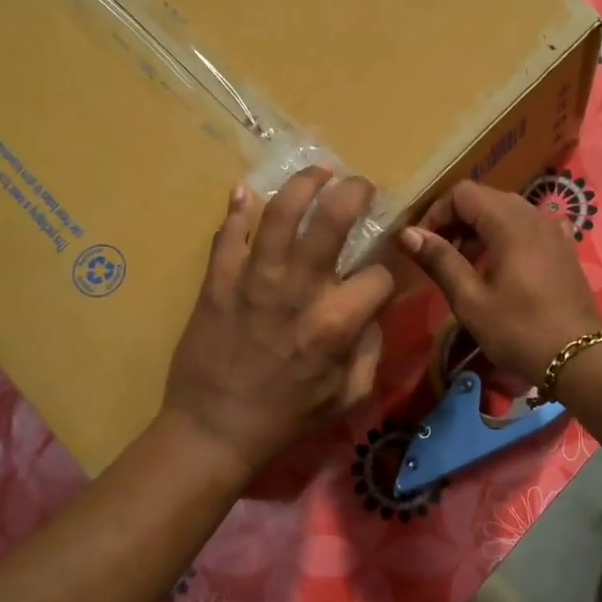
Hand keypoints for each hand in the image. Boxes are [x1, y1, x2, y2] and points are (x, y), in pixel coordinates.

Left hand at [162, 167, 394, 477]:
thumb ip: (371, 347)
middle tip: (360, 185)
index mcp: (336, 322)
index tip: (380, 275)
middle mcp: (299, 289)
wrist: (214, 428)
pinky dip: (238, 208)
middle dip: (355, 192)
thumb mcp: (349, 395)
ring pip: (281, 212)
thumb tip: (372, 308)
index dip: (388, 273)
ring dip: (304, 183)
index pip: (379, 275)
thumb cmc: (287, 417)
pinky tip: (247, 192)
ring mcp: (254, 280)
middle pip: (333, 219)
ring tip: (318, 172)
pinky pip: (229, 233)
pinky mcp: (217, 280)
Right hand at [398, 180, 601, 386]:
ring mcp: (554, 230)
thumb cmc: (519, 330)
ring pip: (507, 213)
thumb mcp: (470, 300)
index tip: (423, 246)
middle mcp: (534, 215)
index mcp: (509, 222)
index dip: (436, 213)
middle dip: (456, 221)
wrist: (578, 360)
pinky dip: (507, 238)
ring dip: (480, 230)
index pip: (462, 193)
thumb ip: (440, 260)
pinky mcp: (565, 248)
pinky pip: (528, 229)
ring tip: (466, 267)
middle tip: (439, 257)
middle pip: (485, 199)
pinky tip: (502, 266)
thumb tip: (408, 233)